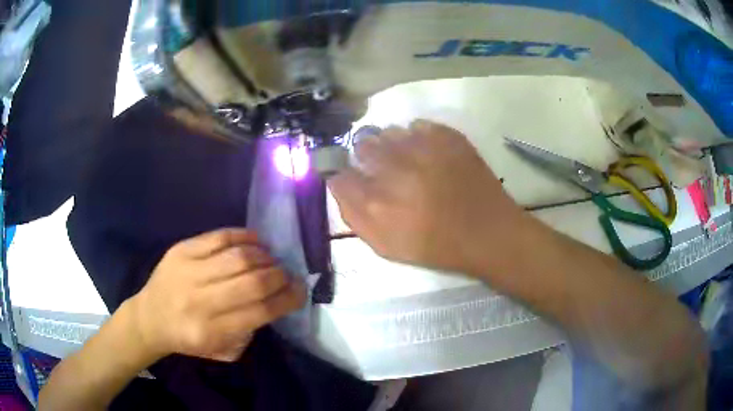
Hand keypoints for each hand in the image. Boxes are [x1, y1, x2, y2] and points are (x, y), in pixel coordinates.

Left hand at [129, 228, 306, 361]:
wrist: (149, 318)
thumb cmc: (188, 339)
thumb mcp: (221, 351)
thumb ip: (249, 332)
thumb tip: (273, 301)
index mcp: (211, 331)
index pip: (260, 311)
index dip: (287, 299)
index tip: (300, 291)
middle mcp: (200, 301)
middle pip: (252, 282)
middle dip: (280, 276)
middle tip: (287, 275)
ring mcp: (188, 271)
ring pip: (238, 257)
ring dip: (264, 256)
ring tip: (271, 260)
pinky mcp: (181, 250)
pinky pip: (218, 237)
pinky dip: (243, 236)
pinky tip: (256, 242)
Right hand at [328, 120, 529, 275]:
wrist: (487, 232)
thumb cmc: (436, 246)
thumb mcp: (386, 246)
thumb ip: (354, 216)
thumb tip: (338, 183)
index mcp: (375, 202)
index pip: (340, 173)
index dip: (345, 174)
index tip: (354, 179)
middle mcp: (393, 169)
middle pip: (362, 146)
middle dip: (366, 156)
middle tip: (384, 170)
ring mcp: (422, 148)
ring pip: (388, 132)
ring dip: (391, 145)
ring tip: (408, 161)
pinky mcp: (446, 136)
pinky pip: (417, 125)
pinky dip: (417, 136)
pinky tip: (428, 154)